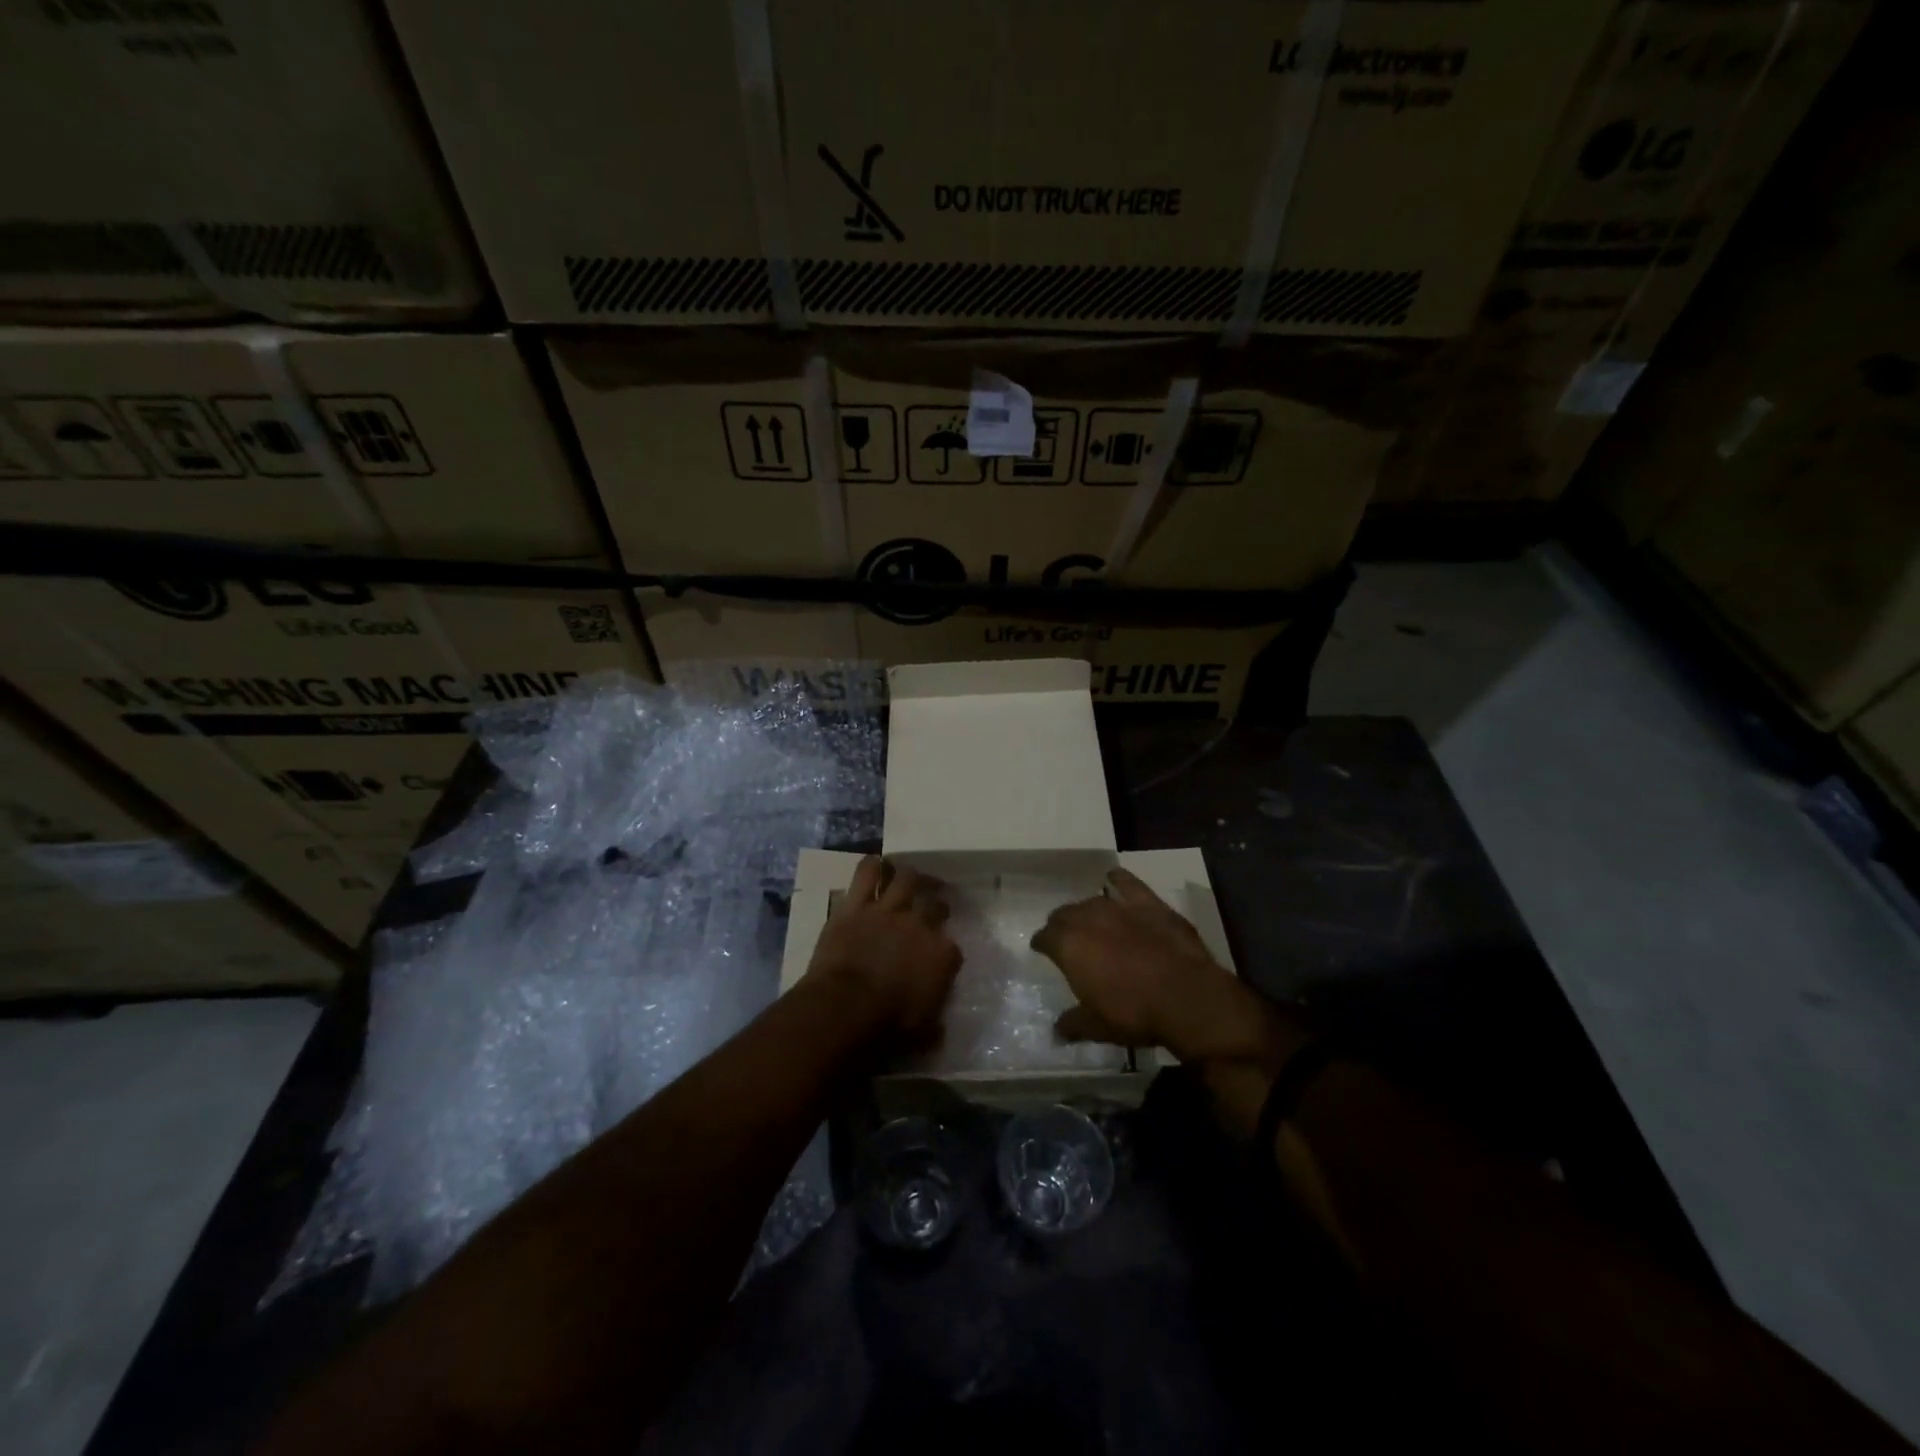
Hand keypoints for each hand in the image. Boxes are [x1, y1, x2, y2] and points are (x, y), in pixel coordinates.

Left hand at [803, 856, 960, 1039]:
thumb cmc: (887, 1026)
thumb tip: (939, 1027)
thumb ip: (935, 1023)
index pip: (952, 947)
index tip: (941, 955)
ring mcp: (888, 910)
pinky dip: (872, 866)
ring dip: (909, 876)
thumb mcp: (922, 1034)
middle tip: (933, 903)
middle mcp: (920, 925)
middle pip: (935, 903)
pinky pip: (866, 874)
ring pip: (906, 879)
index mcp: (942, 955)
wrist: (846, 1007)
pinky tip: (876, 864)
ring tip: (909, 876)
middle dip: (937, 902)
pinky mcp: (856, 905)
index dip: (946, 950)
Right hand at [1032, 868, 1300, 1068]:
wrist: (1186, 996)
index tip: (1040, 948)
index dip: (1041, 943)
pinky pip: (1128, 884)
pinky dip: (1118, 880)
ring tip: (1087, 919)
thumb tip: (1056, 1031)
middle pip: (1065, 914)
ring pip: (1092, 901)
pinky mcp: (1149, 903)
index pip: (1045, 937)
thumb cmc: (1134, 1013)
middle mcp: (1088, 919)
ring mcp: (1120, 907)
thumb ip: (1073, 1024)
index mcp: (1069, 946)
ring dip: (1085, 909)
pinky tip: (1114, 878)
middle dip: (1060, 924)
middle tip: (1063, 936)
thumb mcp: (1097, 1027)